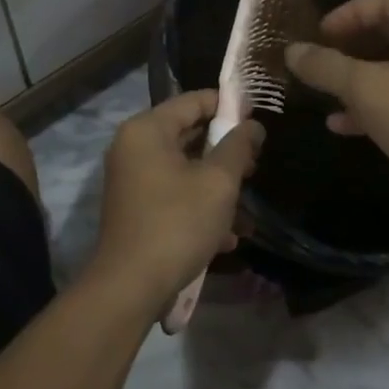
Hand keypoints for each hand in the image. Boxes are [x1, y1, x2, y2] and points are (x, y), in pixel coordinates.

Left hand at [86, 91, 262, 316]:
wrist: (130, 287)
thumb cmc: (177, 223)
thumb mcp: (218, 182)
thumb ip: (238, 147)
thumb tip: (253, 125)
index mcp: (147, 129)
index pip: (194, 101)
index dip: (228, 106)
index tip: (257, 121)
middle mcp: (133, 146)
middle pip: (188, 134)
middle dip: (225, 151)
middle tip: (255, 166)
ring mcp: (132, 178)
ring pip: (184, 168)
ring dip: (216, 185)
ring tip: (246, 208)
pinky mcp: (135, 208)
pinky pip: (173, 193)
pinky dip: (198, 206)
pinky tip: (227, 236)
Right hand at [284, 0, 388, 218]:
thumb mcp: (364, 89)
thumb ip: (325, 66)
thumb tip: (292, 51)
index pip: (387, 0)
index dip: (348, 13)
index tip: (319, 34)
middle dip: (351, 46)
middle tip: (321, 58)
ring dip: (359, 77)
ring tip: (325, 91)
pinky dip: (376, 102)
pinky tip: (343, 123)